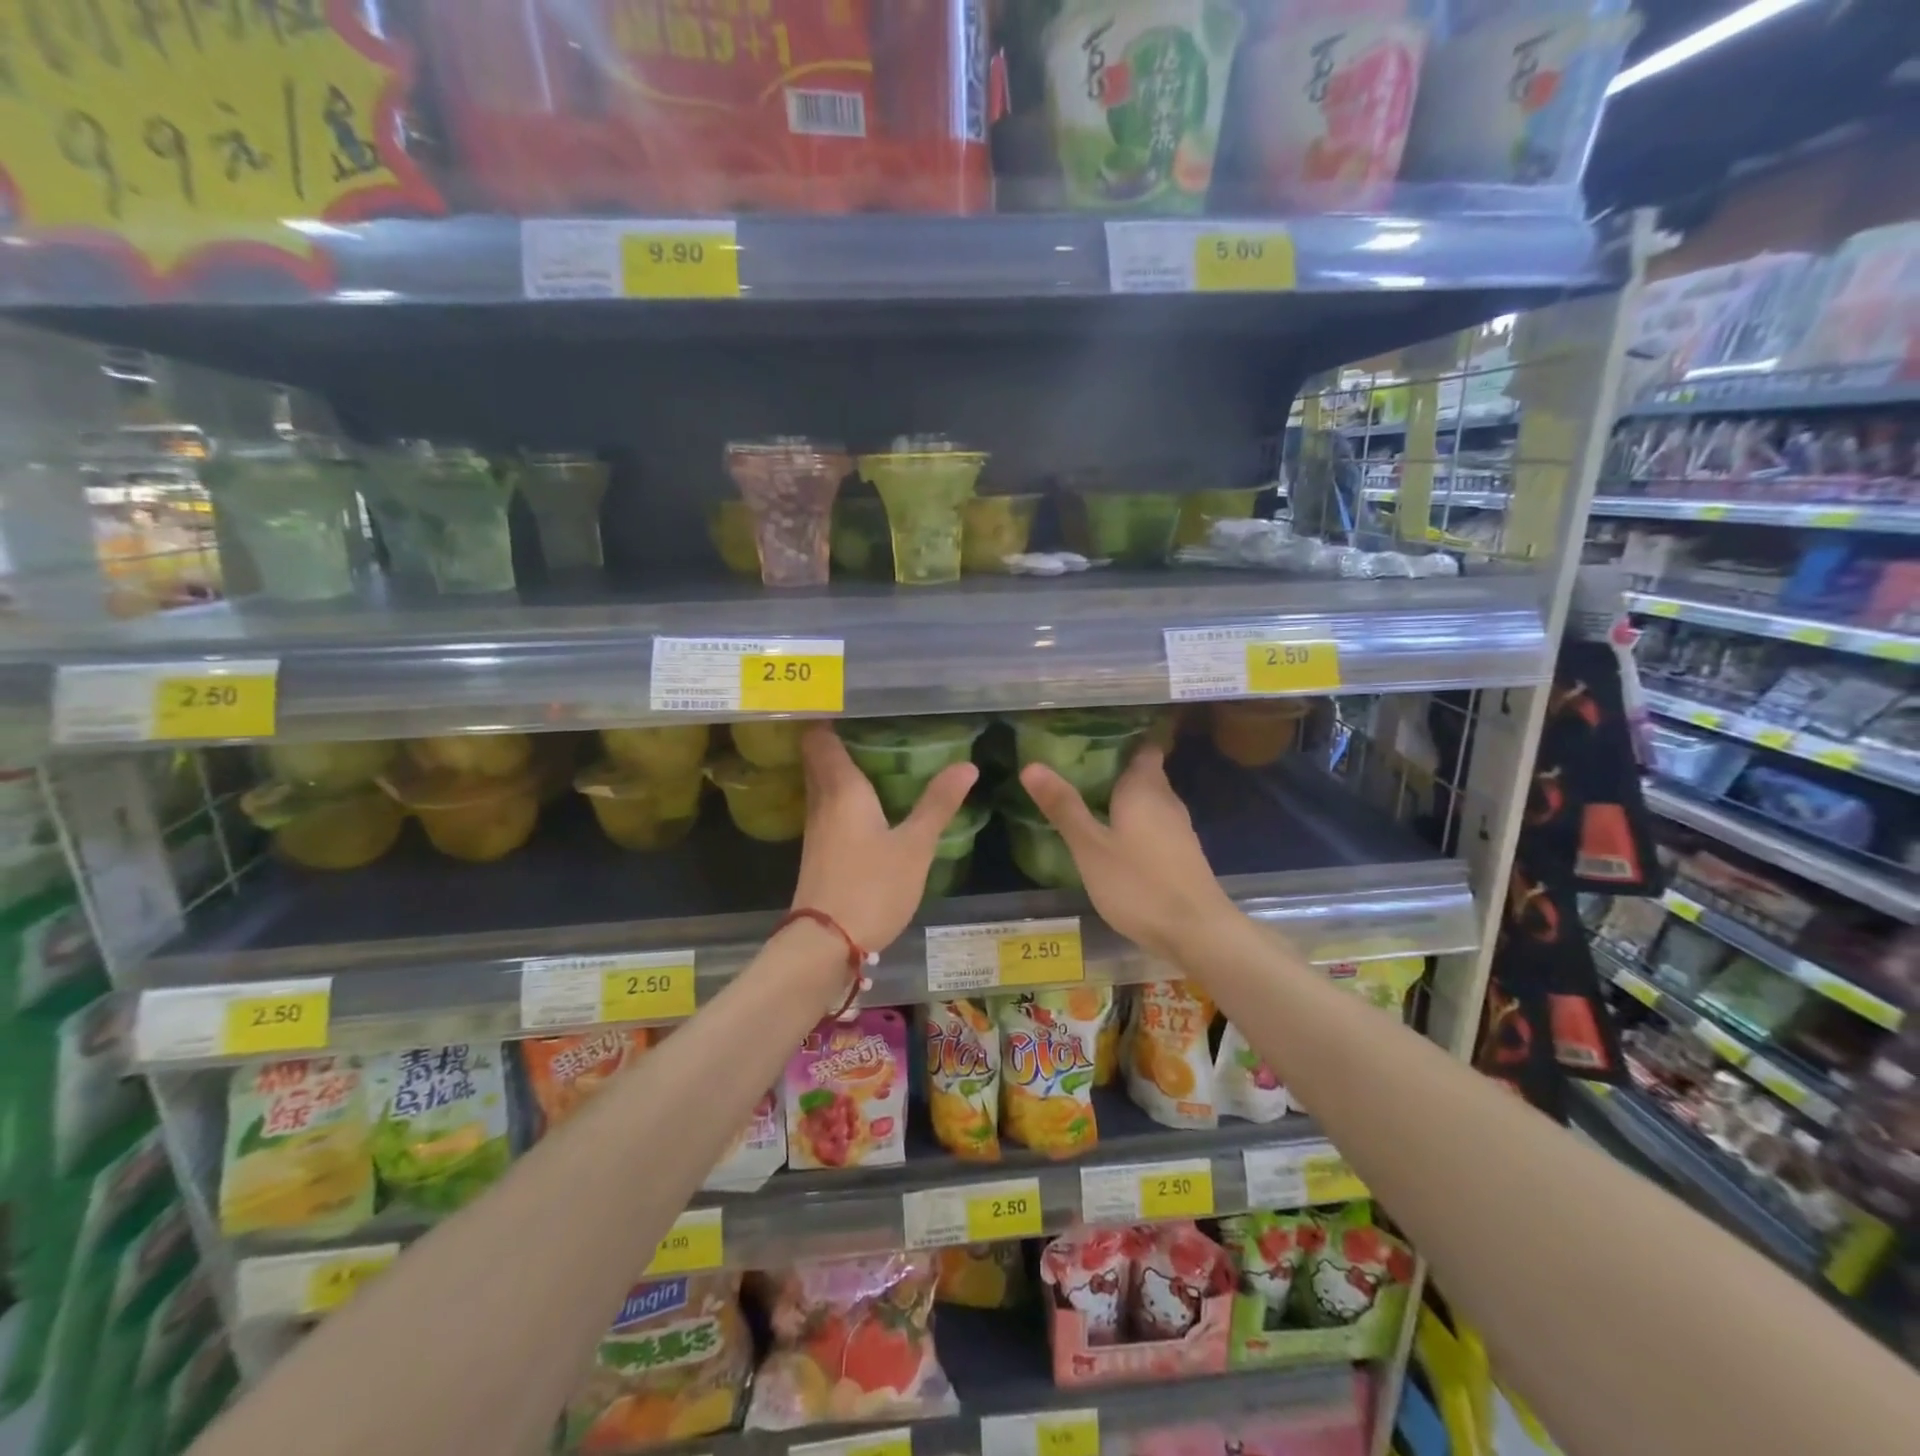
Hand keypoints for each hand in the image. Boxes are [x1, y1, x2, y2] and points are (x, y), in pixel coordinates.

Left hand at [793, 725, 977, 951]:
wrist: (825, 944)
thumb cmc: (872, 887)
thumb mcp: (915, 846)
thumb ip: (938, 803)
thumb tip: (966, 764)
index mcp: (842, 788)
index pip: (821, 737)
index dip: (829, 715)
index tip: (851, 699)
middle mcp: (822, 801)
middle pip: (819, 757)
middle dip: (837, 736)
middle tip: (870, 721)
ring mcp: (815, 828)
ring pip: (822, 782)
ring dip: (840, 765)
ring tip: (874, 752)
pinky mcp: (818, 851)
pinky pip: (827, 806)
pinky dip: (842, 793)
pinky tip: (866, 801)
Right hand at [1020, 745, 1231, 961]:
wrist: (1198, 933)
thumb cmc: (1139, 884)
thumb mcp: (1090, 848)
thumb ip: (1063, 807)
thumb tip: (1031, 765)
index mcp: (1144, 789)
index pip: (1142, 746)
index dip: (1121, 737)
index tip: (1092, 735)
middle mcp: (1166, 800)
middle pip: (1144, 772)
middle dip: (1115, 767)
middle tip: (1076, 766)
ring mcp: (1178, 829)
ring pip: (1149, 799)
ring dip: (1124, 796)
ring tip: (1088, 797)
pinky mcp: (1182, 854)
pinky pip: (1154, 823)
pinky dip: (1134, 821)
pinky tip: (1114, 836)